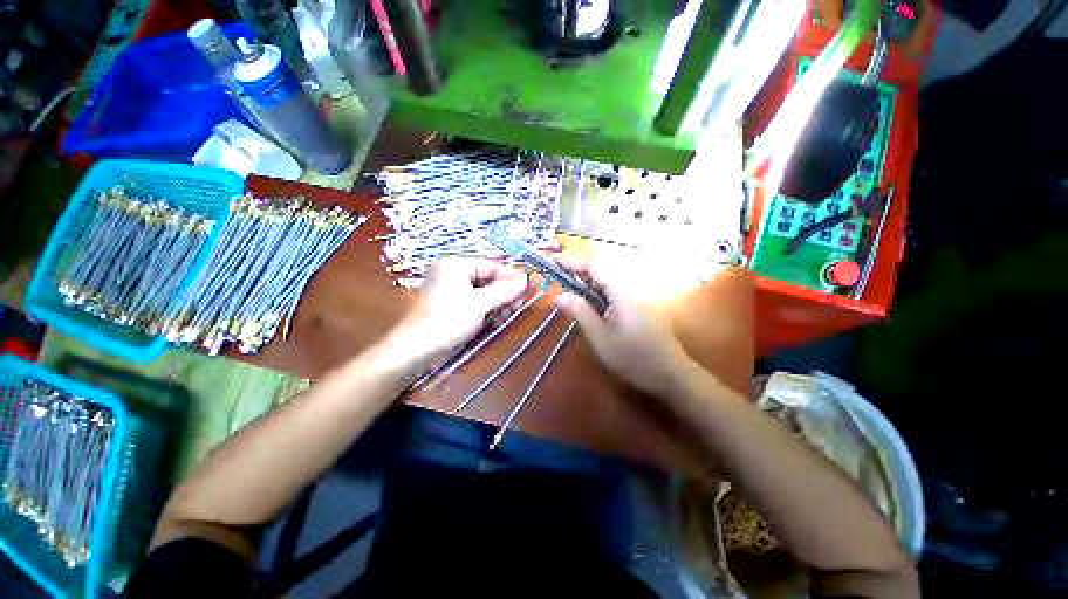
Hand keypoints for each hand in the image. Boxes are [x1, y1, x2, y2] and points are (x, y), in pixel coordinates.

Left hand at [393, 257, 527, 362]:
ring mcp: (450, 288)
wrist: (415, 350)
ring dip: (496, 302)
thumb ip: (503, 290)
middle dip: (503, 292)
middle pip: (487, 278)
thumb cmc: (447, 321)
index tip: (527, 288)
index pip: (491, 265)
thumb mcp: (479, 304)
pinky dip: (486, 308)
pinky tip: (494, 319)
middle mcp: (452, 272)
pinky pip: (474, 300)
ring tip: (505, 315)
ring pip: (483, 290)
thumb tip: (525, 279)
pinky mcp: (450, 303)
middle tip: (516, 306)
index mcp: (455, 264)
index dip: (511, 276)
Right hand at [554, 257, 697, 397]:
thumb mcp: (600, 337)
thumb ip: (580, 312)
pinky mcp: (641, 304)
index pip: (595, 267)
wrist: (670, 374)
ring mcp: (639, 295)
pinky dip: (600, 291)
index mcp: (622, 292)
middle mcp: (632, 287)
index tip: (554, 262)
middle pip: (603, 270)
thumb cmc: (632, 358)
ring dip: (589, 281)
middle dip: (580, 271)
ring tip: (571, 289)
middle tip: (560, 278)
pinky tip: (592, 303)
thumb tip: (559, 295)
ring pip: (610, 280)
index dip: (573, 262)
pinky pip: (617, 290)